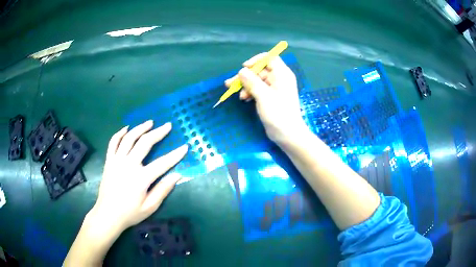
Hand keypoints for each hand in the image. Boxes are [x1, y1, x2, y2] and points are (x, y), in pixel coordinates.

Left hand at [91, 120, 187, 231]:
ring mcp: (117, 160)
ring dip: (140, 128)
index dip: (175, 155)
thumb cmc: (130, 213)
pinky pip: (113, 142)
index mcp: (141, 178)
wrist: (108, 214)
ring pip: (129, 138)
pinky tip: (127, 128)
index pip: (162, 163)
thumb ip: (163, 190)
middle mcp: (128, 165)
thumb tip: (177, 175)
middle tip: (168, 125)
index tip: (185, 146)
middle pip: (145, 143)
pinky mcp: (109, 160)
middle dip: (158, 133)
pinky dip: (120, 133)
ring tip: (150, 122)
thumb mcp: (150, 207)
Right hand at [225, 53, 307, 143]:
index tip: (245, 67)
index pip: (270, 58)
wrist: (287, 134)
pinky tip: (244, 99)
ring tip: (239, 96)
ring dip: (246, 86)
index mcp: (282, 74)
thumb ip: (251, 81)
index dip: (256, 60)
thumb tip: (242, 70)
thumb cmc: (278, 113)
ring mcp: (275, 88)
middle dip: (246, 77)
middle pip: (260, 70)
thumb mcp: (263, 96)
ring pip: (257, 80)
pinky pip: (259, 89)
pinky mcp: (271, 97)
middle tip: (230, 84)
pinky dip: (251, 92)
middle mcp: (279, 78)